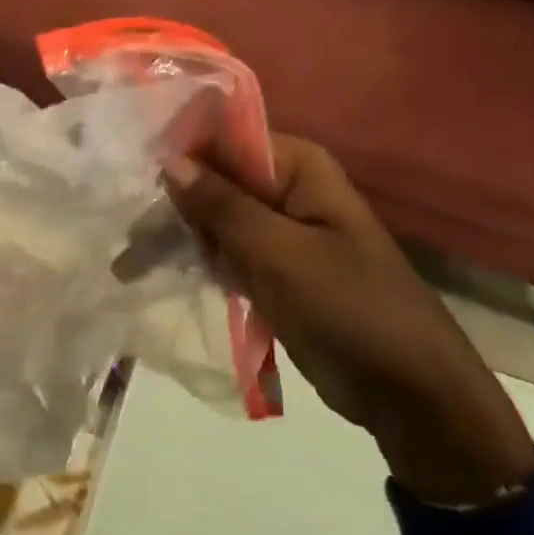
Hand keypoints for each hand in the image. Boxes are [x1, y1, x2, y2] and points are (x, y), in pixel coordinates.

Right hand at [164, 137, 533, 506]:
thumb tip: (169, 159)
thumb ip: (222, 206)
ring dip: (179, 237)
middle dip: (173, 204)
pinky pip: (229, 253)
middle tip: (122, 233)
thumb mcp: (279, 253)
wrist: (411, 394)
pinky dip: (200, 262)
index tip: (131, 176)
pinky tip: (156, 273)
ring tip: (127, 261)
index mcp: (298, 167)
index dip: (180, 154)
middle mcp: (288, 188)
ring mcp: (282, 231)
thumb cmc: (350, 308)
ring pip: (217, 219)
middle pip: (216, 180)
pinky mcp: (277, 270)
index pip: (226, 140)